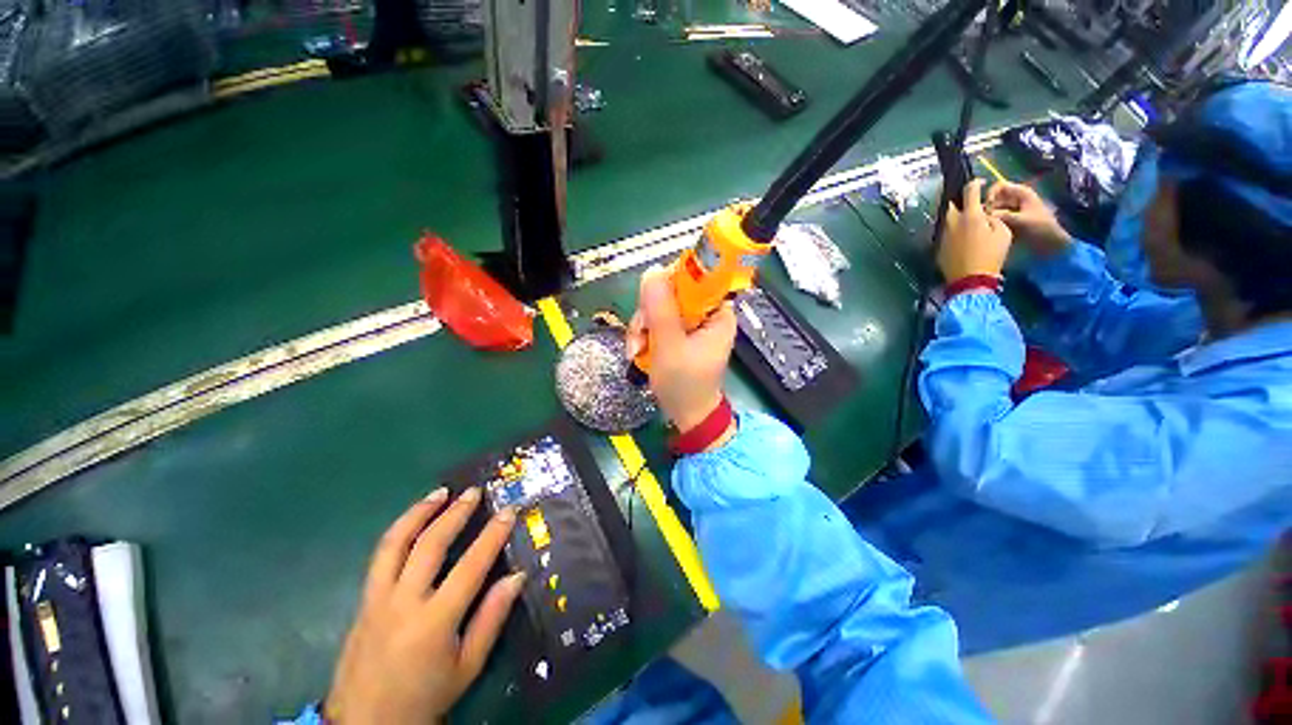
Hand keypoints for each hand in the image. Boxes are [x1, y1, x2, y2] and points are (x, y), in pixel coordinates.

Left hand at [326, 488, 523, 723]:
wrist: (366, 724)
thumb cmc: (426, 696)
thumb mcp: (468, 666)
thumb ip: (492, 618)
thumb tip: (517, 576)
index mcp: (434, 622)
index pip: (471, 565)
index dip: (493, 535)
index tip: (509, 511)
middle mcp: (403, 602)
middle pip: (430, 545)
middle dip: (455, 513)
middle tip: (475, 492)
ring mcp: (377, 599)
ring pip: (395, 543)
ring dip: (419, 512)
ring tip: (440, 493)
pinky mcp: (363, 601)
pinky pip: (381, 556)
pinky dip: (400, 530)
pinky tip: (414, 520)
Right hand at [624, 266, 737, 433]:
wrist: (687, 415)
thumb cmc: (684, 384)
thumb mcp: (669, 346)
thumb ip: (660, 310)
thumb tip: (652, 271)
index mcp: (717, 312)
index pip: (696, 277)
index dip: (669, 283)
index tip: (650, 302)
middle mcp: (707, 314)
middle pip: (672, 292)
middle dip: (649, 313)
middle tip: (639, 337)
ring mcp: (693, 324)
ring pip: (660, 307)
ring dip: (643, 327)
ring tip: (636, 351)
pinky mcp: (681, 334)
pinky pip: (658, 322)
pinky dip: (646, 335)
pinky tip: (639, 352)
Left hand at [938, 179, 1012, 282]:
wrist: (970, 279)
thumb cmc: (991, 255)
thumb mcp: (1004, 233)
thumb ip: (994, 219)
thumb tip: (986, 215)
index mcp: (971, 216)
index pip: (970, 191)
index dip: (975, 183)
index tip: (980, 182)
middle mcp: (953, 223)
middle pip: (952, 205)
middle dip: (960, 201)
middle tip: (970, 204)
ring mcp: (943, 235)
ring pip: (947, 220)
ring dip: (955, 217)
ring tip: (965, 220)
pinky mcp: (938, 246)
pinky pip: (945, 233)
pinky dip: (952, 231)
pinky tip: (959, 237)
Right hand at [985, 180, 1070, 255]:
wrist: (1051, 242)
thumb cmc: (1042, 228)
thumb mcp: (1023, 220)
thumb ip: (1003, 216)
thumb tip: (983, 215)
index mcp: (1021, 193)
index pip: (1000, 186)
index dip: (990, 193)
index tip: (985, 206)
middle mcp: (1015, 200)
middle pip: (994, 199)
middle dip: (987, 208)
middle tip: (981, 220)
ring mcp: (1011, 211)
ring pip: (993, 210)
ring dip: (987, 217)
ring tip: (983, 226)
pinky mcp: (1009, 221)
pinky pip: (995, 219)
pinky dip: (990, 223)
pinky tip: (987, 231)